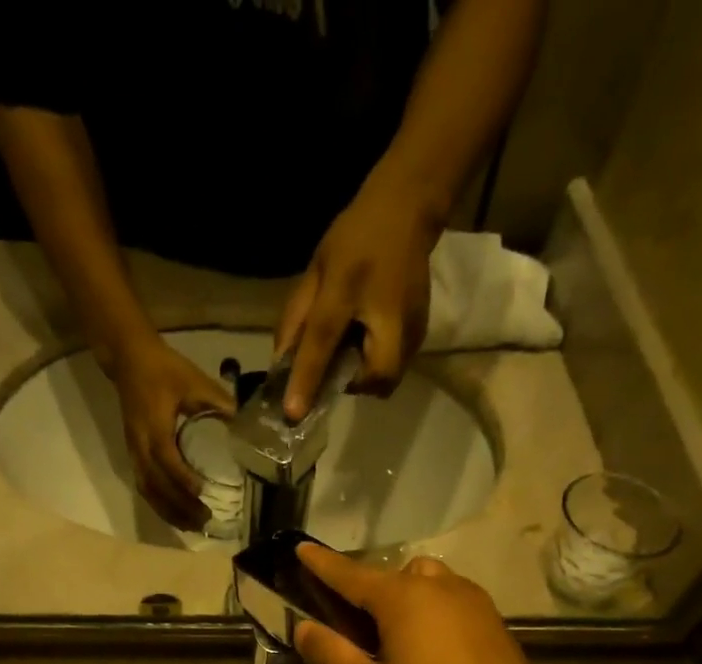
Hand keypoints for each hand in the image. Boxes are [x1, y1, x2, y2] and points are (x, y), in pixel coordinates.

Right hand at [106, 335, 233, 530]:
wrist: (128, 359)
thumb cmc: (164, 368)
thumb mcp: (194, 379)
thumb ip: (218, 402)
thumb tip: (245, 426)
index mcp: (154, 425)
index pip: (166, 458)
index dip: (182, 477)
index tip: (201, 492)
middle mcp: (140, 444)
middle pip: (156, 484)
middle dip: (179, 505)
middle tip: (205, 519)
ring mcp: (134, 452)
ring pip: (148, 490)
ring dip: (169, 511)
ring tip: (193, 526)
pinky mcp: (134, 456)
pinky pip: (144, 487)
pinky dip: (160, 505)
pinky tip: (176, 516)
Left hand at [275, 176, 437, 418]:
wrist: (408, 210)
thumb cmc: (356, 238)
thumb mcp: (316, 271)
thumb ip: (296, 319)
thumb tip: (280, 365)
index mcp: (350, 287)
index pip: (324, 340)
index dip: (307, 379)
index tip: (294, 414)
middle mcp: (388, 312)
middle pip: (373, 378)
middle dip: (351, 384)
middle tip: (337, 365)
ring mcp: (413, 327)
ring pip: (386, 380)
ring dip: (363, 377)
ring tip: (353, 348)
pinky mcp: (421, 334)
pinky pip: (394, 368)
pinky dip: (376, 366)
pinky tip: (369, 341)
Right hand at [292, 544, 582, 663]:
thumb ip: (331, 655)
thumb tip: (305, 627)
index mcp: (407, 600)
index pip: (351, 574)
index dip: (322, 564)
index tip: (301, 549)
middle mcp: (446, 591)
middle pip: (396, 577)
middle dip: (369, 592)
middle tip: (350, 633)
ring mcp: (480, 611)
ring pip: (431, 590)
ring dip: (404, 606)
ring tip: (389, 650)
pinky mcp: (499, 636)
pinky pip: (454, 612)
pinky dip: (431, 622)